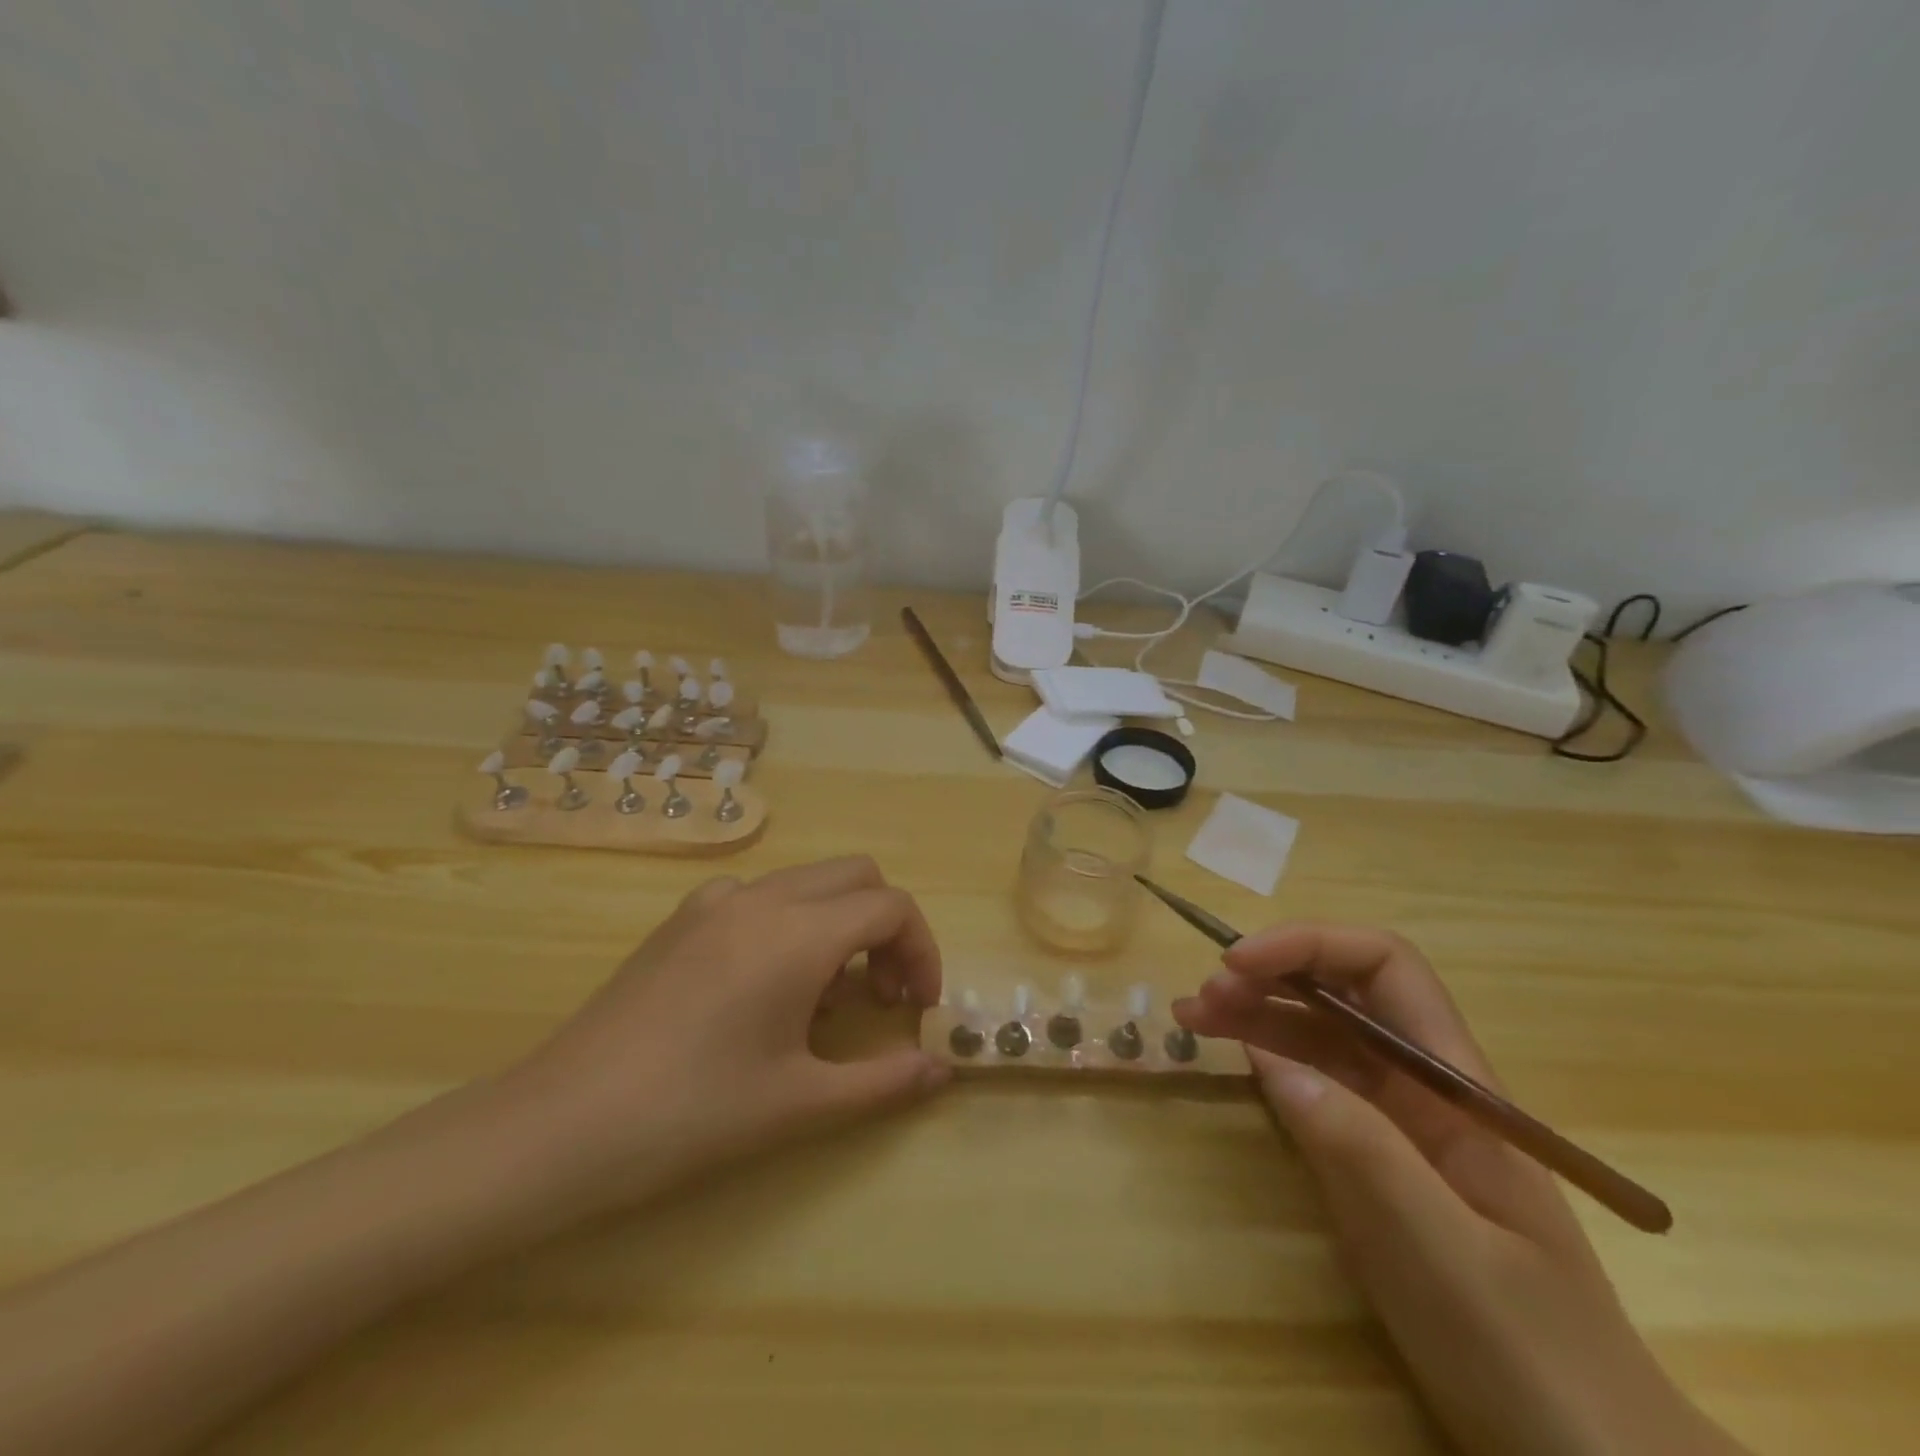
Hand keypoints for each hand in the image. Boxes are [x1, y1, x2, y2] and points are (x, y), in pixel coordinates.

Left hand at [502, 857, 949, 1218]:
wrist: (559, 1126)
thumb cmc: (692, 1115)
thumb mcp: (800, 1103)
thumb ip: (885, 1081)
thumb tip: (943, 1070)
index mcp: (799, 932)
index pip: (891, 907)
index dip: (922, 949)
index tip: (918, 1007)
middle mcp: (762, 897)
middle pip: (855, 876)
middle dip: (887, 926)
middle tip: (884, 994)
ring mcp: (714, 901)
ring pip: (807, 883)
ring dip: (838, 923)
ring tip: (825, 1000)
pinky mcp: (681, 920)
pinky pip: (759, 898)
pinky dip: (789, 924)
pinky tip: (764, 988)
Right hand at [1173, 925, 1745, 1455]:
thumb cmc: (1526, 1353)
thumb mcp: (1439, 1251)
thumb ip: (1359, 1148)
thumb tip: (1270, 1060)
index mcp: (1455, 1084)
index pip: (1385, 967)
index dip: (1309, 945)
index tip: (1239, 963)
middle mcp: (1424, 1085)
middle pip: (1343, 991)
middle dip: (1269, 975)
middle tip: (1200, 999)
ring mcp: (1398, 1122)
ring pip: (1320, 1033)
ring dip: (1257, 1011)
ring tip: (1193, 1016)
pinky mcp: (1373, 1158)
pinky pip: (1314, 1083)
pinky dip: (1266, 1058)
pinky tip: (1233, 1057)